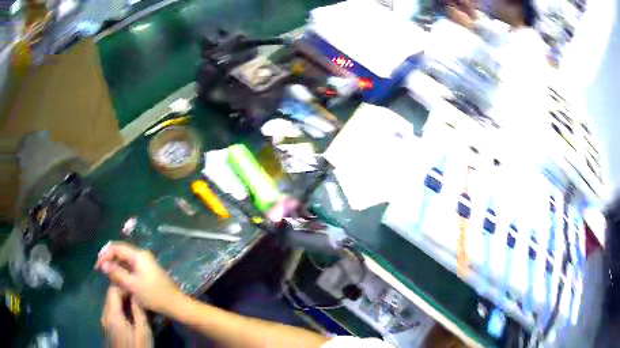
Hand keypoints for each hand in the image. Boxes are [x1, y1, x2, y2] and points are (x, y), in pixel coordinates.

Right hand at [96, 242, 181, 313]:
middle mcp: (141, 255)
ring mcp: (145, 263)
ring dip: (116, 267)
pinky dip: (123, 272)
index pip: (116, 248)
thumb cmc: (154, 295)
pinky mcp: (147, 271)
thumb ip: (117, 273)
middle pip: (120, 253)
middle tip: (102, 272)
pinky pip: (131, 267)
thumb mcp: (132, 285)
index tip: (98, 267)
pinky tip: (119, 281)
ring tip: (110, 278)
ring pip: (125, 261)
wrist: (175, 304)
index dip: (105, 255)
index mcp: (138, 255)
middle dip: (110, 261)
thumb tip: (103, 264)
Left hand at [101, 286, 152, 347]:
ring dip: (121, 302)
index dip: (123, 287)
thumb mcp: (143, 332)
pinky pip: (110, 313)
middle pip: (110, 297)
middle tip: (137, 298)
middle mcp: (104, 316)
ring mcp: (104, 322)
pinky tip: (129, 317)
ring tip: (134, 307)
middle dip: (123, 294)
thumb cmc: (138, 347)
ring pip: (110, 305)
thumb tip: (136, 296)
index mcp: (113, 315)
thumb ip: (139, 312)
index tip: (136, 291)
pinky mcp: (106, 328)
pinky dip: (118, 310)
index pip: (113, 291)